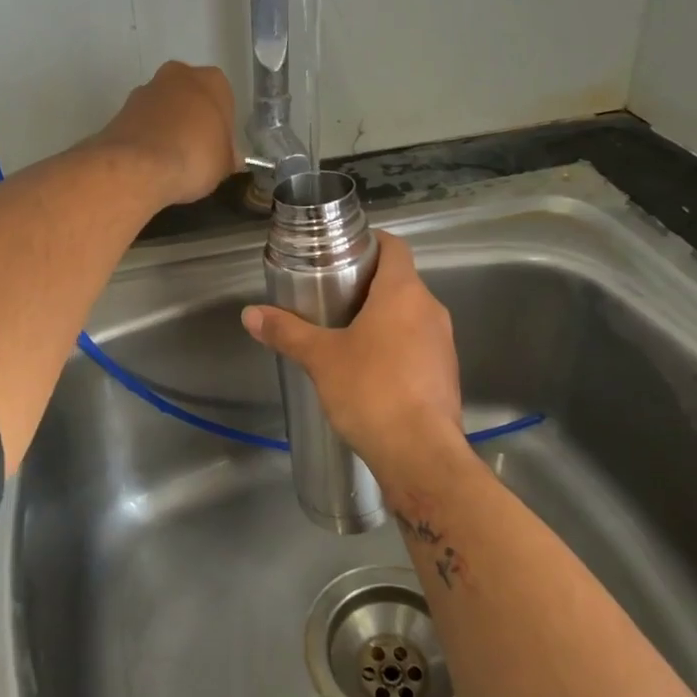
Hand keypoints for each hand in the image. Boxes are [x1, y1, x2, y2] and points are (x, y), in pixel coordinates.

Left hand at [95, 62, 238, 205]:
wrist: (137, 167)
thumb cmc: (195, 158)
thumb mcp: (225, 164)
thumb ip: (226, 155)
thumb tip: (225, 158)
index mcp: (212, 81)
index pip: (223, 100)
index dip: (221, 127)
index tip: (217, 149)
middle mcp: (178, 75)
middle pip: (190, 97)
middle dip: (192, 120)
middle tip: (196, 153)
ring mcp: (145, 90)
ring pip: (163, 108)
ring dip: (167, 127)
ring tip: (170, 162)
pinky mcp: (120, 109)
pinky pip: (142, 124)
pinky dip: (147, 138)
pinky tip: (150, 163)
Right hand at [241, 231, 463, 473]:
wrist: (420, 454)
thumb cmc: (371, 390)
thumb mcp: (321, 358)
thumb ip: (287, 332)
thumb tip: (250, 314)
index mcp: (404, 292)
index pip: (395, 246)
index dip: (371, 242)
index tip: (343, 252)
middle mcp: (431, 309)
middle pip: (400, 281)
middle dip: (367, 285)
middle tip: (330, 296)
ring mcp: (443, 343)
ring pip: (410, 315)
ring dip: (382, 318)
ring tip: (344, 334)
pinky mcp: (445, 374)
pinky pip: (418, 345)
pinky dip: (395, 347)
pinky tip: (368, 370)